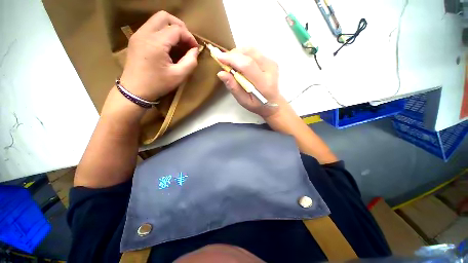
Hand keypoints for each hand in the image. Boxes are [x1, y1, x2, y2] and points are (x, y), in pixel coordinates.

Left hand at [120, 11, 198, 100]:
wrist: (135, 91)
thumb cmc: (158, 84)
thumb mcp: (179, 76)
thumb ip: (190, 62)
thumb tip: (195, 51)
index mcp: (156, 42)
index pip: (177, 29)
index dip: (189, 37)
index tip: (195, 49)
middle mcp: (145, 33)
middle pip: (164, 16)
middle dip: (179, 26)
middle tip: (187, 41)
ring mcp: (138, 34)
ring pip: (157, 20)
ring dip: (171, 28)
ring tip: (179, 44)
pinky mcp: (135, 39)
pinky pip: (151, 27)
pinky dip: (163, 32)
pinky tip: (168, 46)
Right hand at [216, 48, 282, 118]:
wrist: (273, 103)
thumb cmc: (257, 105)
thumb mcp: (243, 101)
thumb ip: (233, 87)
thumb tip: (221, 73)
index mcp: (263, 83)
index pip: (247, 65)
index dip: (232, 59)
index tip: (218, 57)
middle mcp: (270, 69)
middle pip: (249, 53)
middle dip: (233, 55)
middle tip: (225, 62)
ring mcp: (271, 63)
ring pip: (251, 50)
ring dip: (238, 54)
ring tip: (232, 64)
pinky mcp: (271, 60)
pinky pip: (254, 52)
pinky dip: (244, 55)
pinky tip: (240, 64)